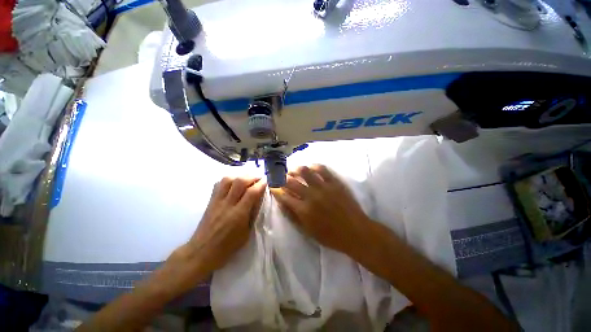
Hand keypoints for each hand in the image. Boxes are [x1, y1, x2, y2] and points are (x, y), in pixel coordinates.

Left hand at [166, 177, 266, 293]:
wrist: (201, 252)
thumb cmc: (227, 247)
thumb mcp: (246, 234)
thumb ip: (252, 215)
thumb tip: (258, 199)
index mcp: (238, 214)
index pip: (252, 193)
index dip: (261, 184)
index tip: (266, 181)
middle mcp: (227, 204)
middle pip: (240, 182)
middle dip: (252, 177)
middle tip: (258, 178)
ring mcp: (217, 201)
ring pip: (228, 180)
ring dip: (240, 176)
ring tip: (246, 179)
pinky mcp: (210, 201)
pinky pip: (219, 184)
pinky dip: (228, 180)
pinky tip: (233, 183)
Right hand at [270, 164, 369, 255]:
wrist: (355, 232)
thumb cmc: (330, 236)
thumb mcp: (307, 231)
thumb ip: (293, 216)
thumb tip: (282, 203)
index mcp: (303, 210)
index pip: (283, 195)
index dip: (275, 189)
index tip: (272, 186)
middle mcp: (311, 196)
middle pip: (290, 181)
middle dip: (282, 177)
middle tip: (281, 176)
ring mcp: (323, 187)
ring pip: (304, 171)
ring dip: (296, 169)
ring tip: (294, 171)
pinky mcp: (334, 182)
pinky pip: (322, 169)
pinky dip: (313, 166)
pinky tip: (311, 168)